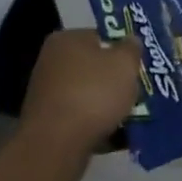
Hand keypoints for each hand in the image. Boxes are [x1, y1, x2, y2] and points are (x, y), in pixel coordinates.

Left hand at [19, 30, 142, 163]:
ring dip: (105, 103)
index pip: (99, 37)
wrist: (58, 143)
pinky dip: (94, 123)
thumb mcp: (125, 64)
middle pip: (92, 66)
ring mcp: (45, 93)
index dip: (121, 50)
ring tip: (129, 116)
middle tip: (135, 90)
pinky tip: (113, 134)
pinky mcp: (46, 121)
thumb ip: (131, 48)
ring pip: (87, 93)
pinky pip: (79, 117)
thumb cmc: (93, 93)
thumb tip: (130, 40)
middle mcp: (50, 61)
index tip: (136, 65)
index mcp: (66, 39)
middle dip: (113, 79)